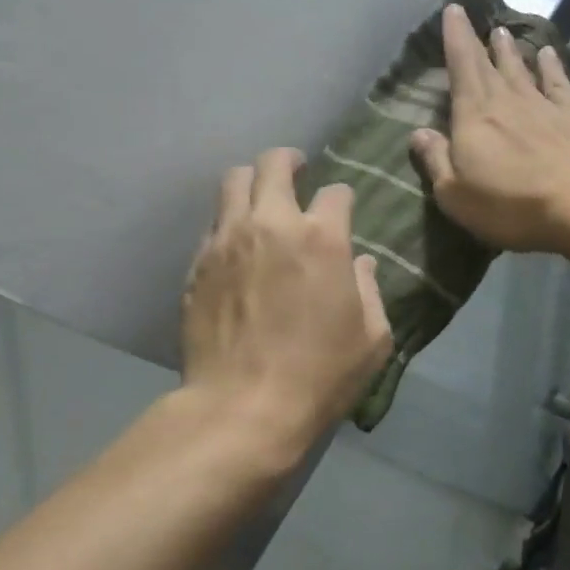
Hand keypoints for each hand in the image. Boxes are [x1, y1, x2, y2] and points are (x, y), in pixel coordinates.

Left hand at [183, 148, 392, 448]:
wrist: (243, 408)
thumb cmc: (319, 376)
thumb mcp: (371, 339)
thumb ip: (370, 290)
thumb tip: (361, 264)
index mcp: (322, 237)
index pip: (336, 192)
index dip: (342, 198)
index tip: (342, 210)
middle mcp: (272, 224)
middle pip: (274, 164)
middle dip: (289, 161)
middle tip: (296, 172)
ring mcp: (228, 239)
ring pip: (233, 181)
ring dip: (252, 183)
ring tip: (260, 200)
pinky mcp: (198, 262)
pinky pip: (213, 223)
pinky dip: (228, 222)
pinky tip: (237, 245)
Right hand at [410, 3, 569, 253]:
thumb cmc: (513, 206)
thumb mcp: (457, 196)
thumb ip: (436, 161)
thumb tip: (418, 133)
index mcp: (474, 116)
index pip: (461, 68)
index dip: (455, 38)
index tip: (452, 10)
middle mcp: (507, 101)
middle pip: (487, 65)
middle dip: (475, 39)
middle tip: (469, 14)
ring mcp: (544, 106)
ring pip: (521, 69)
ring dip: (509, 50)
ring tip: (502, 32)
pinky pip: (558, 83)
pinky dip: (551, 66)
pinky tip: (548, 54)